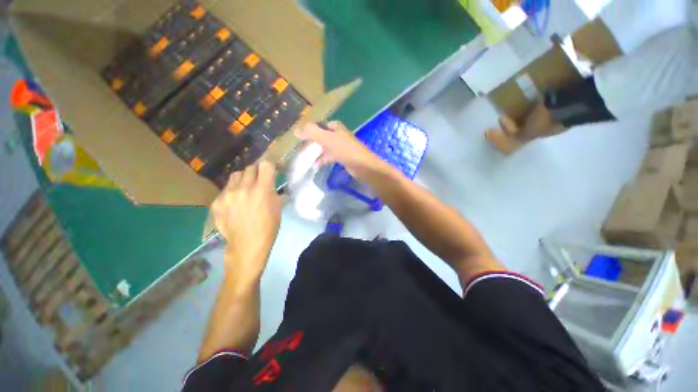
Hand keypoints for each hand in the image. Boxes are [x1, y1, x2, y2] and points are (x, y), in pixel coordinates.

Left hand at [212, 161, 281, 282]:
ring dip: (242, 179)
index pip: (265, 164)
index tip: (269, 171)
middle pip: (250, 167)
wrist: (247, 245)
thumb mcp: (277, 207)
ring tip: (244, 190)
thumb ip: (272, 190)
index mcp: (262, 190)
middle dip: (256, 173)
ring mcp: (227, 194)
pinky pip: (226, 189)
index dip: (268, 166)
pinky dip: (232, 192)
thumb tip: (269, 181)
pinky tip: (235, 204)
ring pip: (235, 175)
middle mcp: (244, 188)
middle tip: (258, 182)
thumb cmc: (268, 227)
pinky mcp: (216, 202)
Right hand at [295, 121, 390, 179]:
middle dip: (311, 143)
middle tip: (300, 150)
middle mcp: (338, 135)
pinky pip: (329, 157)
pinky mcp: (343, 157)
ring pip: (324, 147)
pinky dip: (322, 160)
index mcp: (335, 127)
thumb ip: (312, 133)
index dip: (308, 131)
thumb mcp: (327, 139)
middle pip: (321, 137)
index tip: (298, 139)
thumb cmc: (345, 150)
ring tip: (305, 159)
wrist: (363, 166)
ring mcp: (341, 146)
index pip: (318, 125)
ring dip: (316, 153)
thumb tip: (296, 130)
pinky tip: (315, 166)